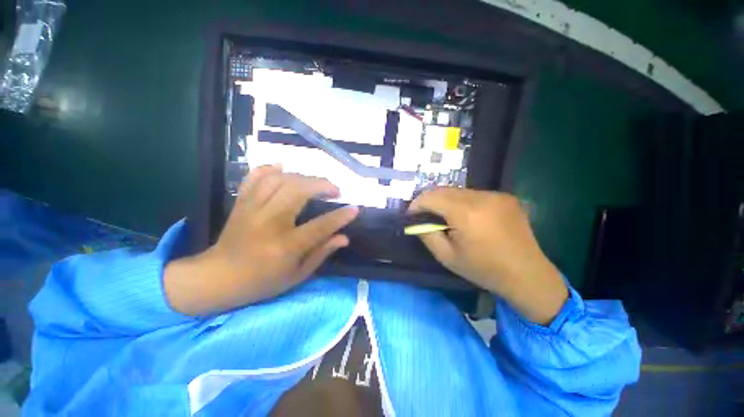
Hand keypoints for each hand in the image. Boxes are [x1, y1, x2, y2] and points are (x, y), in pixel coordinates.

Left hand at [164, 166, 358, 315]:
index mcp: (285, 246)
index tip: (355, 208)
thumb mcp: (297, 275)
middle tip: (335, 190)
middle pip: (298, 191)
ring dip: (303, 177)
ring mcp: (252, 209)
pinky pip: (254, 177)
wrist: (218, 278)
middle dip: (322, 185)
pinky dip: (269, 168)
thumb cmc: (262, 281)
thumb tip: (344, 238)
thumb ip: (322, 253)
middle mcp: (269, 222)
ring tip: (315, 183)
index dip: (340, 216)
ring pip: (280, 179)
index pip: (319, 226)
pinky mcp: (241, 203)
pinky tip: (282, 167)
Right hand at [410, 188, 567, 324]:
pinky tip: (464, 215)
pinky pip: (473, 194)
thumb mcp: (447, 257)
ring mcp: (495, 195)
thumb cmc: (484, 269)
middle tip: (423, 214)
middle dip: (429, 200)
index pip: (431, 197)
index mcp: (466, 214)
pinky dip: (461, 201)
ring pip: (458, 190)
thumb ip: (427, 235)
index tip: (411, 215)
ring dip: (445, 200)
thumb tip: (416, 222)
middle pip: (443, 189)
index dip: (416, 204)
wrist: (527, 275)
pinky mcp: (505, 196)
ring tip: (442, 215)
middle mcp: (481, 197)